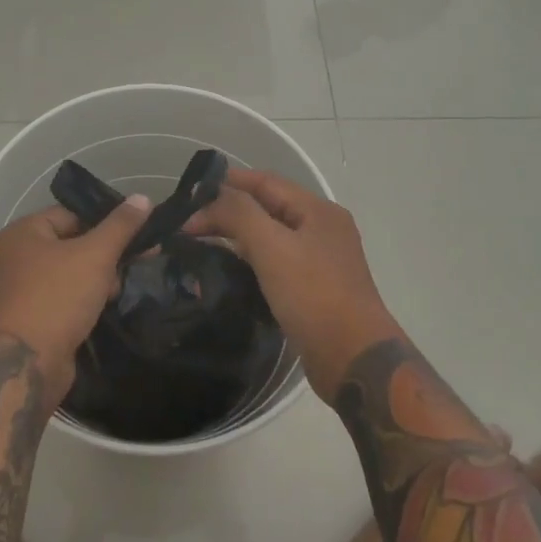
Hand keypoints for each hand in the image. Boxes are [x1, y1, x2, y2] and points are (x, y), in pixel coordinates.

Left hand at [0, 196, 151, 404]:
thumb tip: (143, 197)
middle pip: (71, 243)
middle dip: (104, 256)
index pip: (71, 214)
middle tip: (133, 266)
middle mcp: (14, 257)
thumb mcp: (95, 255)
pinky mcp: (29, 318)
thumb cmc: (57, 297)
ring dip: (96, 280)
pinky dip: (83, 300)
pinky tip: (104, 309)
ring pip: (69, 273)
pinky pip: (63, 297)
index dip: (105, 223)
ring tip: (117, 292)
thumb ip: (121, 226)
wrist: (26, 364)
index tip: (137, 236)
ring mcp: (19, 289)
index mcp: (22, 233)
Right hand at [184, 169, 398, 398]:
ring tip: (199, 243)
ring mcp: (320, 260)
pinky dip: (250, 259)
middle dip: (228, 211)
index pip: (266, 182)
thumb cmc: (314, 295)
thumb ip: (240, 214)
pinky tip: (228, 269)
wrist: (353, 359)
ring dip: (237, 235)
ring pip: (270, 236)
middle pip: (267, 207)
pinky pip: (276, 262)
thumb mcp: (272, 247)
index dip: (227, 182)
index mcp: (318, 210)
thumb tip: (211, 199)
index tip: (190, 193)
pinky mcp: (314, 289)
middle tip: (187, 224)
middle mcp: (322, 229)